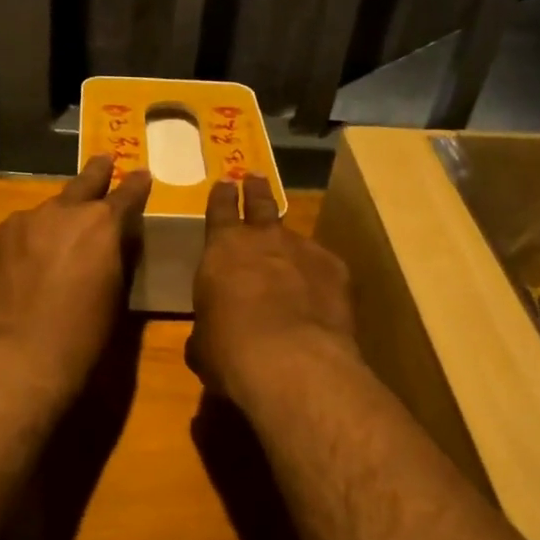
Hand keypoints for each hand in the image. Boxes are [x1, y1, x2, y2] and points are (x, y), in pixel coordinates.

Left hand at [0, 155, 151, 401]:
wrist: (21, 355)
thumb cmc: (84, 334)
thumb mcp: (116, 292)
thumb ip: (117, 256)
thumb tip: (114, 241)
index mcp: (102, 224)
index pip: (127, 194)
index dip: (136, 185)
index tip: (140, 173)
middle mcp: (62, 211)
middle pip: (83, 184)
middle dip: (97, 172)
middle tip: (103, 160)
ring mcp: (23, 221)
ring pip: (46, 212)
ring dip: (55, 220)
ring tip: (54, 240)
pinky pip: (17, 232)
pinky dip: (26, 241)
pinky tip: (24, 264)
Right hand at [188, 174, 358, 407]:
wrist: (292, 361)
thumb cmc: (230, 350)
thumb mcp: (203, 343)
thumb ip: (207, 327)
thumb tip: (208, 336)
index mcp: (222, 249)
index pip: (220, 209)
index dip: (222, 196)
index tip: (225, 183)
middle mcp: (263, 239)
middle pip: (260, 203)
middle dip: (256, 190)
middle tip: (255, 178)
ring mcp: (304, 250)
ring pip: (294, 235)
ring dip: (288, 241)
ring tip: (288, 252)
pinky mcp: (336, 270)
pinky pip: (323, 264)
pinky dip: (317, 274)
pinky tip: (318, 294)